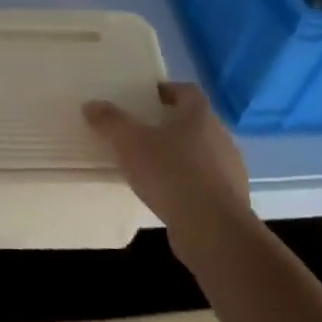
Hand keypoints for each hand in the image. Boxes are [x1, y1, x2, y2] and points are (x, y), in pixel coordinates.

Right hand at [84, 81, 253, 261]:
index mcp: (199, 116)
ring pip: (203, 154)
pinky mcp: (229, 200)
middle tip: (144, 131)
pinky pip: (206, 183)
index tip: (149, 97)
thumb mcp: (130, 143)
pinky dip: (189, 183)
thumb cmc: (171, 173)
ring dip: (182, 156)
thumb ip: (111, 121)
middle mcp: (220, 137)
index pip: (188, 92)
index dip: (168, 91)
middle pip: (196, 123)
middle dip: (172, 125)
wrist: (213, 230)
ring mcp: (230, 170)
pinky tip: (169, 195)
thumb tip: (91, 105)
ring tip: (154, 166)